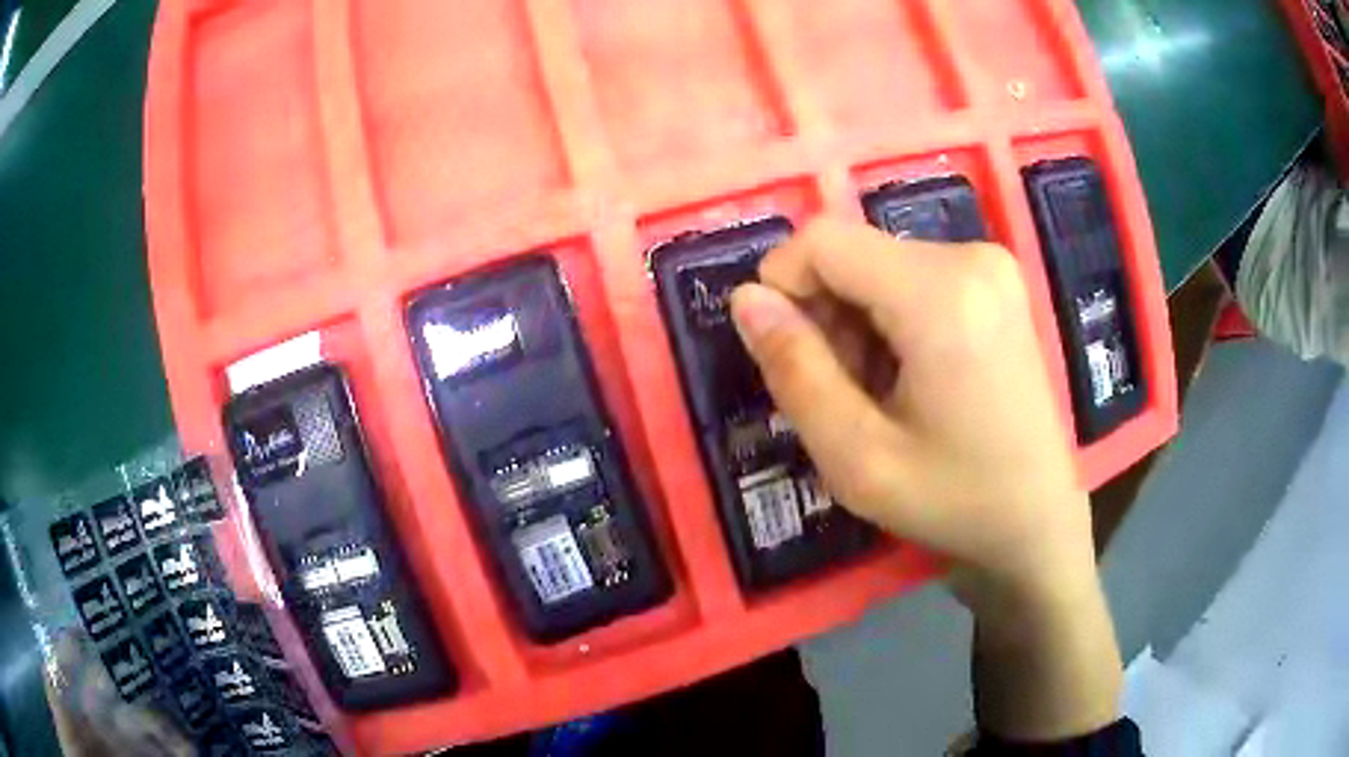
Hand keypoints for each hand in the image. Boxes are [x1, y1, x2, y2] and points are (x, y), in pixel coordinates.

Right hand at [730, 218, 1120, 740]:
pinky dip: (890, 319)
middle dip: (826, 314)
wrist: (1037, 518)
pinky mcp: (996, 280)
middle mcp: (971, 258)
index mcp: (942, 295)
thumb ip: (794, 371)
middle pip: (852, 253)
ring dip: (857, 321)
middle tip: (843, 393)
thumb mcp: (857, 457)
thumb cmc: (954, 501)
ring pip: (877, 264)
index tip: (784, 353)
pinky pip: (911, 275)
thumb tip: (746, 299)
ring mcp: (990, 264)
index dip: (783, 284)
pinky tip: (910, 375)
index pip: (824, 240)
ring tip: (880, 392)